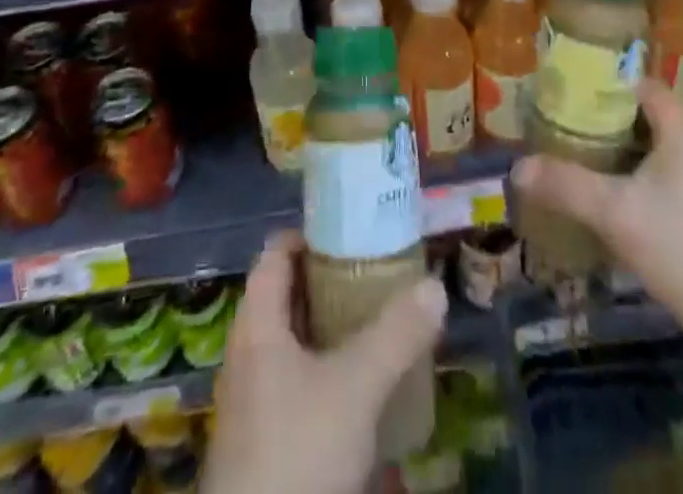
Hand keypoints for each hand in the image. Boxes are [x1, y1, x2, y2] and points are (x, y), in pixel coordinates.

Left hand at [202, 230, 447, 493]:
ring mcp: (252, 400)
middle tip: (377, 271)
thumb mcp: (355, 388)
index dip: (310, 234)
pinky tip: (361, 385)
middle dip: (329, 280)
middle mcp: (247, 352)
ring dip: (330, 327)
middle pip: (286, 295)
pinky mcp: (264, 440)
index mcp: (256, 324)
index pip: (275, 254)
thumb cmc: (298, 452)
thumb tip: (435, 286)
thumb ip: (395, 335)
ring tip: (377, 320)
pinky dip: (326, 369)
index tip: (352, 230)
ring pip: (292, 341)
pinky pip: (295, 382)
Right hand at [511, 80, 682, 346]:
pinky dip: (638, 186)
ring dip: (618, 159)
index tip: (559, 95)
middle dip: (600, 124)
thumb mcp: (617, 215)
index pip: (636, 83)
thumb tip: (515, 168)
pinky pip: (668, 184)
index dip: (598, 84)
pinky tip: (614, 212)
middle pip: (642, 117)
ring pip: (654, 154)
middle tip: (558, 133)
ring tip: (577, 168)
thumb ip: (565, 185)